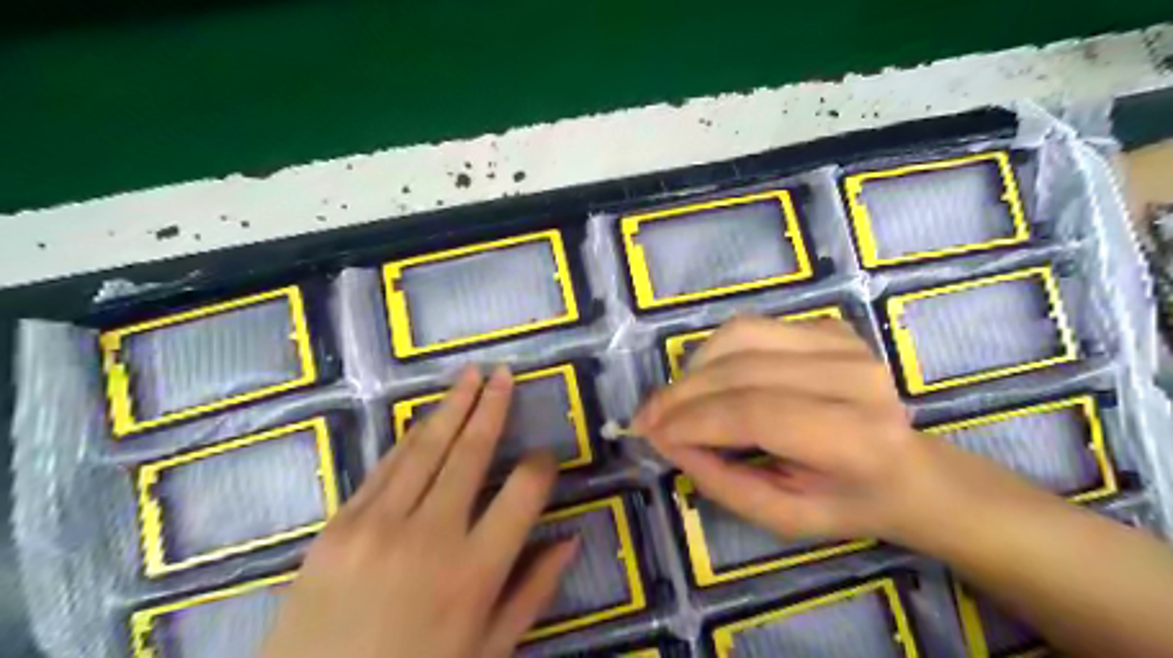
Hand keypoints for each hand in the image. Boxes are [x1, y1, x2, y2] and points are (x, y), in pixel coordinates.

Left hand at [263, 365, 578, 656]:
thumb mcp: (488, 651)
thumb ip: (533, 591)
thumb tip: (571, 539)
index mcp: (475, 572)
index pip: (523, 493)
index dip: (541, 466)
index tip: (545, 456)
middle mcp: (430, 536)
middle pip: (471, 453)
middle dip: (492, 407)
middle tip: (505, 374)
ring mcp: (377, 525)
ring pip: (426, 449)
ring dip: (452, 407)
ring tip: (471, 375)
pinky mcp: (337, 526)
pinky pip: (383, 469)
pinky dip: (409, 439)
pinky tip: (425, 419)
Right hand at [633, 316, 970, 547]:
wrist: (910, 470)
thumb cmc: (847, 503)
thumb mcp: (782, 517)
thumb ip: (720, 481)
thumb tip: (666, 437)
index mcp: (855, 438)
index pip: (756, 413)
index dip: (694, 420)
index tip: (651, 432)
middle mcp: (854, 378)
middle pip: (741, 370)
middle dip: (681, 394)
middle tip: (647, 417)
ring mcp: (844, 343)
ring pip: (740, 336)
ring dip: (694, 368)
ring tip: (676, 400)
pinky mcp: (828, 327)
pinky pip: (751, 327)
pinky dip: (715, 353)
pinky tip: (709, 380)